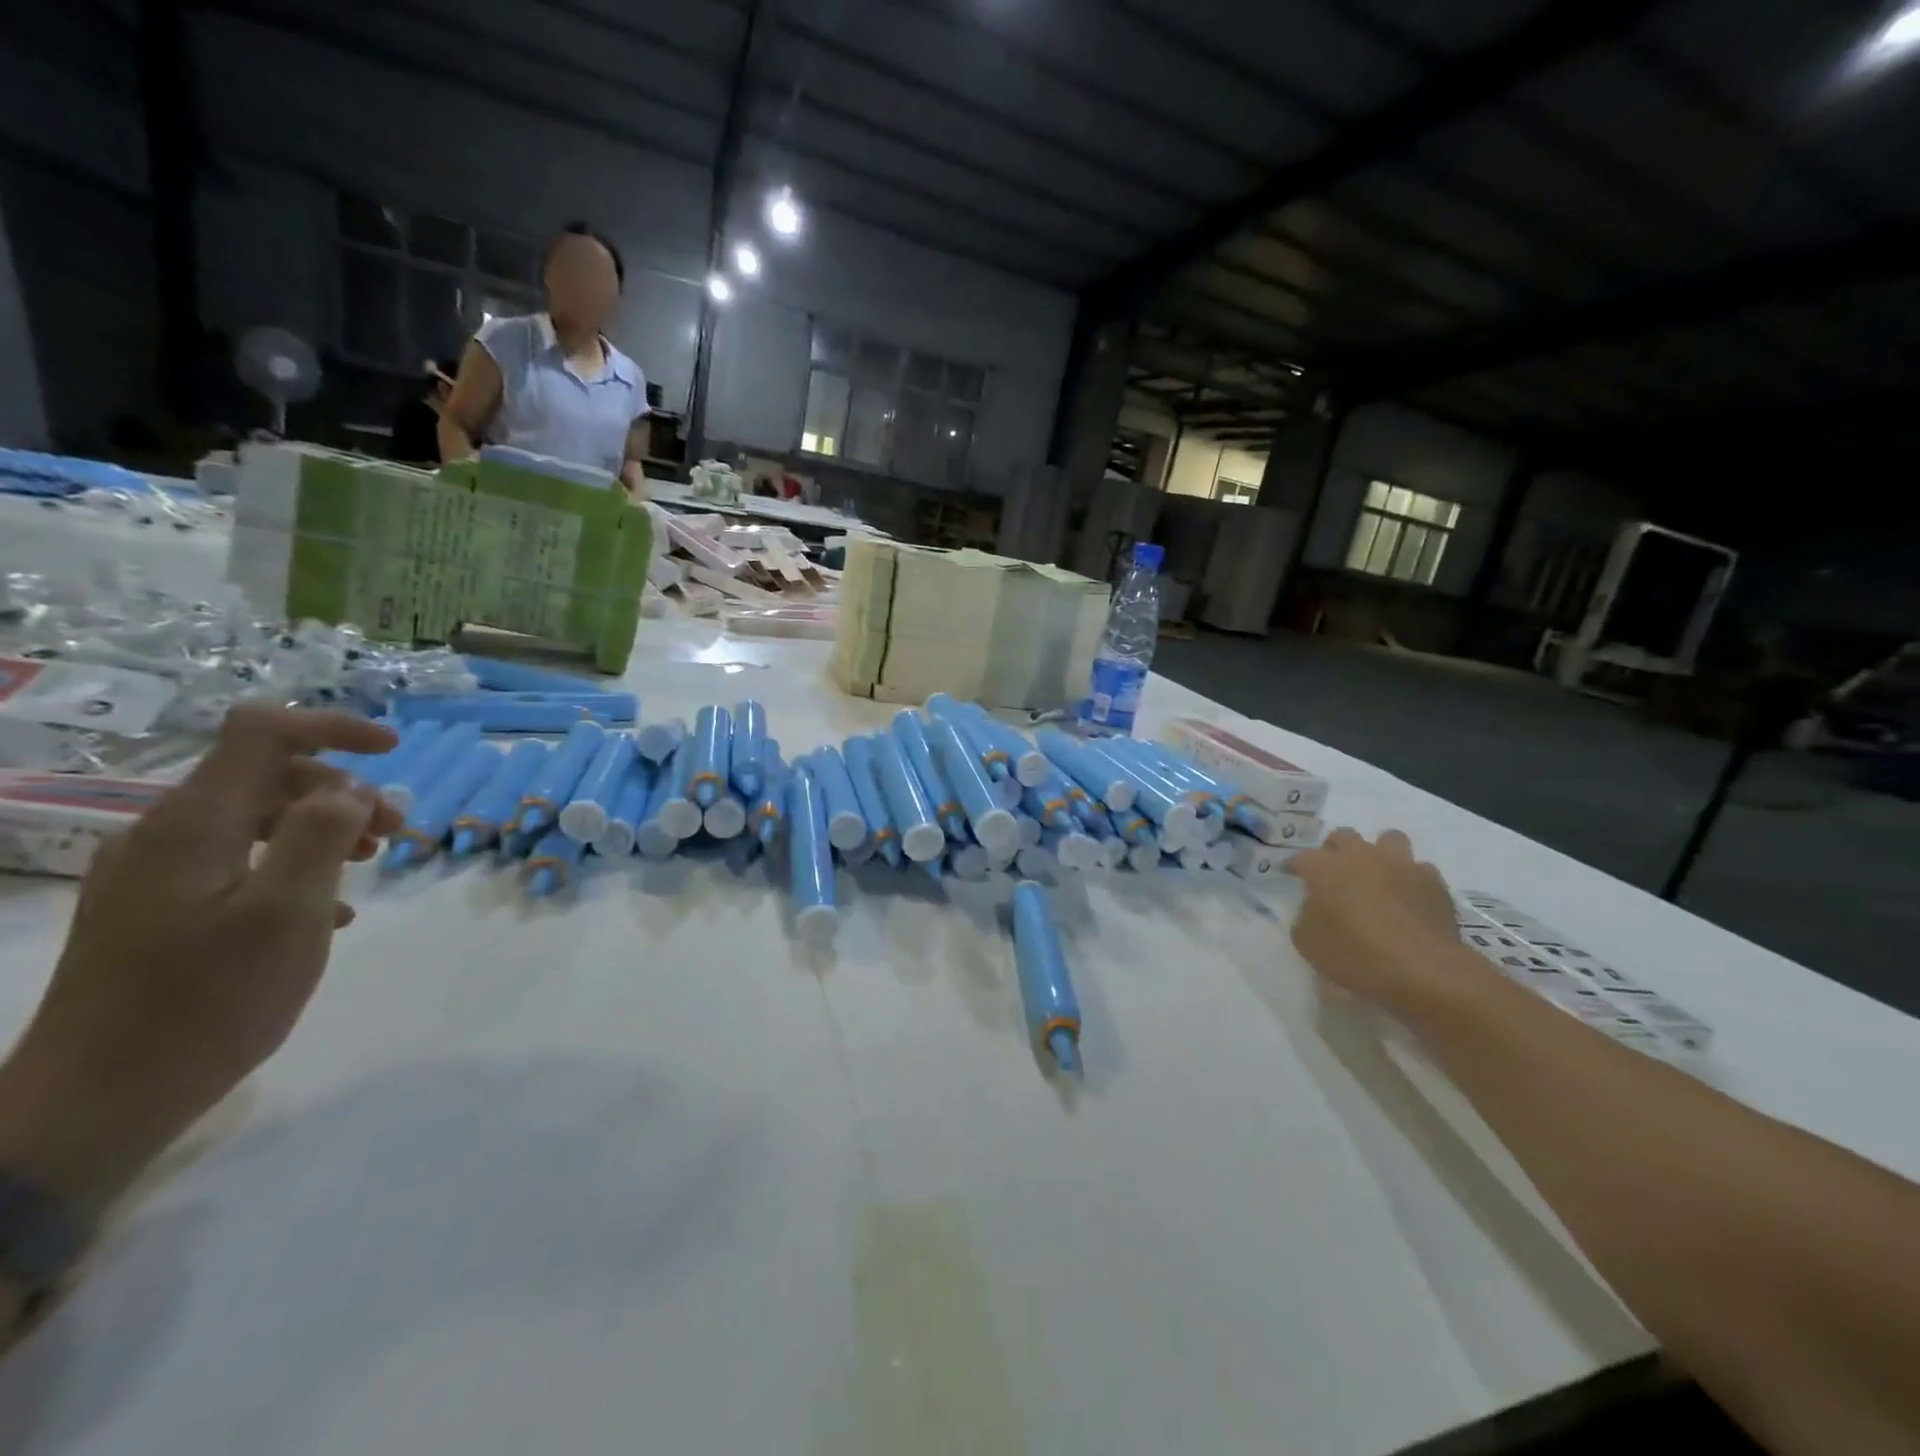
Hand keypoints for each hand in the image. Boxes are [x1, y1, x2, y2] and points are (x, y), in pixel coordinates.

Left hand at [0, 706, 398, 1210]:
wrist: (96, 1102)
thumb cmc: (207, 1001)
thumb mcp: (289, 913)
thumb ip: (322, 835)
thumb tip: (349, 787)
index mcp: (195, 825)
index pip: (263, 733)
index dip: (333, 726)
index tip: (394, 750)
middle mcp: (166, 835)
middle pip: (264, 775)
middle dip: (340, 790)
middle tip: (394, 832)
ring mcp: (155, 875)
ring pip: (255, 819)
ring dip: (322, 827)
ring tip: (368, 865)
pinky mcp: (157, 910)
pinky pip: (238, 861)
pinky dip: (293, 865)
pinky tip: (328, 910)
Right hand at [1287, 829, 1481, 1012]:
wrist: (1423, 969)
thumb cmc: (1354, 955)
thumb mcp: (1308, 942)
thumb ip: (1305, 917)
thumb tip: (1314, 908)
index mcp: (1324, 867)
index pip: (1301, 857)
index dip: (1294, 866)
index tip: (1291, 875)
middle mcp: (1361, 856)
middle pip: (1343, 836)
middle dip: (1335, 850)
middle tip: (1335, 872)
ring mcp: (1400, 865)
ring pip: (1388, 839)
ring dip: (1379, 853)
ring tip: (1377, 876)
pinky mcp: (1433, 882)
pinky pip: (1420, 869)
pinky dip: (1411, 879)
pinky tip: (1409, 898)